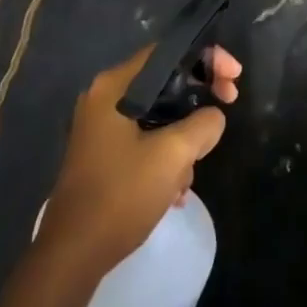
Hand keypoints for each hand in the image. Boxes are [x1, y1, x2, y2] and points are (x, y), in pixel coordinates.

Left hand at [36, 45, 240, 283]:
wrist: (73, 254)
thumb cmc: (121, 195)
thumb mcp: (173, 155)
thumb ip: (203, 124)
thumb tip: (213, 117)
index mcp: (114, 87)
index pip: (167, 52)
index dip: (207, 58)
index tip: (234, 79)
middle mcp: (105, 98)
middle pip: (165, 81)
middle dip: (198, 100)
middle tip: (227, 109)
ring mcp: (102, 127)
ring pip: (159, 114)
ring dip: (183, 138)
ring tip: (188, 173)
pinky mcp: (104, 153)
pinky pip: (146, 138)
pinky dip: (166, 155)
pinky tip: (174, 190)